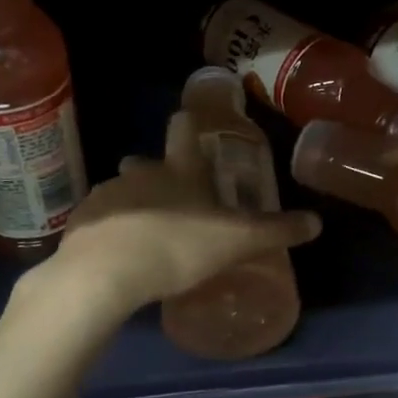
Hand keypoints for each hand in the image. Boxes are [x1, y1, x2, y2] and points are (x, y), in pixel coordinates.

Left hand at [43, 110, 320, 319]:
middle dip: (158, 174)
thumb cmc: (176, 247)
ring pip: (122, 191)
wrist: (103, 274)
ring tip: (146, 235)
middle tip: (175, 200)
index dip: (189, 124)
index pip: (183, 130)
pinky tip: (119, 256)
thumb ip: (275, 232)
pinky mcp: (81, 223)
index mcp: (178, 171)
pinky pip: (100, 220)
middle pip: (147, 162)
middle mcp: (140, 174)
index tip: (192, 124)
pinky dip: (110, 231)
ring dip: (134, 205)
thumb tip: (316, 222)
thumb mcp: (236, 242)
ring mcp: (106, 195)